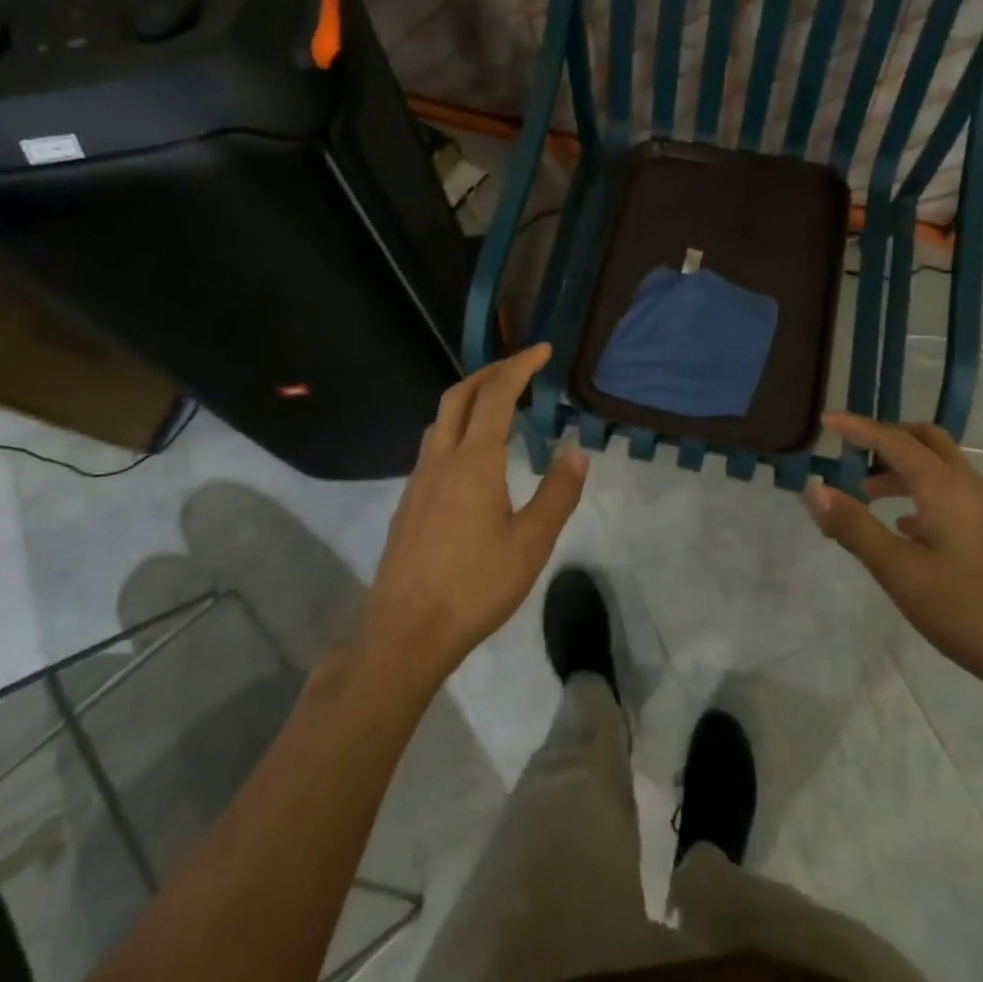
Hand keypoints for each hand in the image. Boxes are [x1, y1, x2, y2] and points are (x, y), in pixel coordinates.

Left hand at [365, 344, 588, 680]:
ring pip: (440, 420)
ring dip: (469, 398)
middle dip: (490, 371)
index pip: (496, 396)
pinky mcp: (409, 502)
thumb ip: (557, 493)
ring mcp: (418, 480)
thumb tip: (576, 451)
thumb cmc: (475, 587)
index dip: (520, 366)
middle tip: (520, 366)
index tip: (543, 349)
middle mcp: (441, 460)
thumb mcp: (531, 544)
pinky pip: (433, 445)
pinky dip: (457, 427)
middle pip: (459, 396)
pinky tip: (472, 456)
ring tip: (498, 404)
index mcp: (473, 462)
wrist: (406, 632)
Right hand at [802, 413, 982, 699]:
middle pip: (924, 440)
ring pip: (939, 466)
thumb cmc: (967, 610)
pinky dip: (920, 491)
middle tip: (850, 451)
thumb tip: (812, 488)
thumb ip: (853, 526)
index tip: (824, 419)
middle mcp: (967, 485)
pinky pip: (950, 491)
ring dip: (901, 467)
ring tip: (865, 492)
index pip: (893, 440)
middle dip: (885, 438)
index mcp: (943, 486)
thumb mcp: (899, 571)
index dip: (856, 427)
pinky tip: (904, 525)